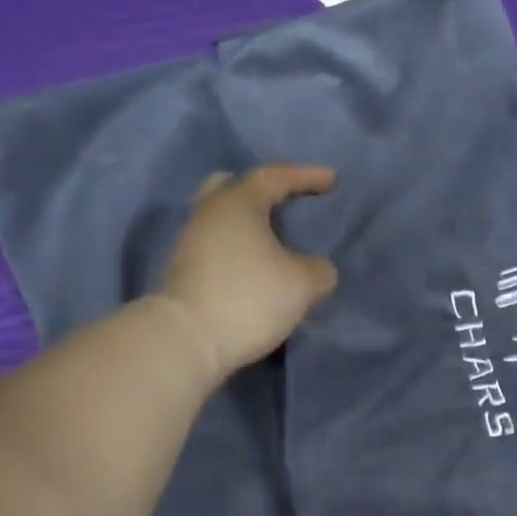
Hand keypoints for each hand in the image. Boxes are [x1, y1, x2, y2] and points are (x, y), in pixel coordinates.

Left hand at [154, 163, 337, 378]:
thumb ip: (319, 269)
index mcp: (238, 201)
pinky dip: (240, 251)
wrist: (186, 340)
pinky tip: (257, 269)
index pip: (276, 176)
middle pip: (235, 187)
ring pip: (224, 220)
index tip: (332, 180)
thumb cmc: (249, 297)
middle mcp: (209, 212)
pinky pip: (218, 248)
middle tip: (287, 202)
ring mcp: (190, 242)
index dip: (307, 176)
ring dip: (251, 227)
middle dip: (264, 192)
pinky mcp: (184, 272)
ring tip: (277, 243)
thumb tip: (316, 269)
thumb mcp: (303, 284)